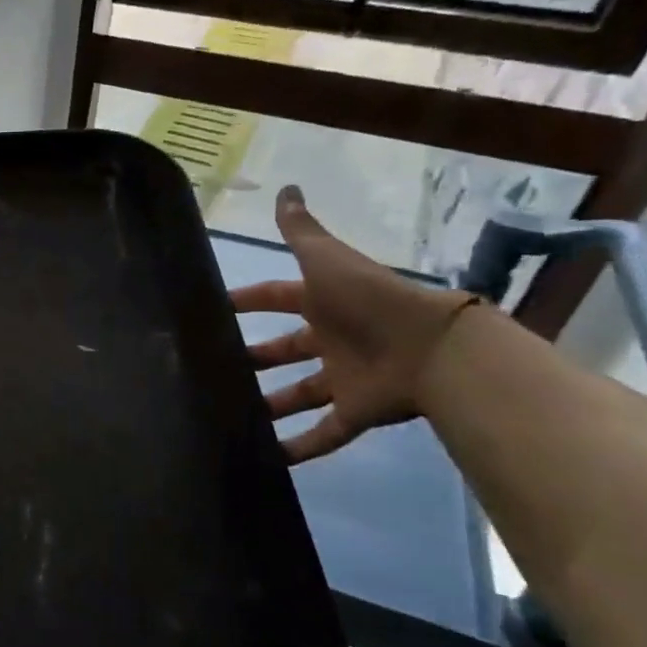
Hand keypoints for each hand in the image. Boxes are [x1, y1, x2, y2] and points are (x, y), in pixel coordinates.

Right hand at [230, 186, 478, 463]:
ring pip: (299, 394)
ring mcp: (344, 377)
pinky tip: (269, 459)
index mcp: (323, 303)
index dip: (247, 301)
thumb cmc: (368, 299)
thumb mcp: (327, 259)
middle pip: (285, 350)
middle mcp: (331, 339)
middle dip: (254, 358)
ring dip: (270, 406)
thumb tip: (287, 187)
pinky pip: (325, 433)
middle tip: (214, 367)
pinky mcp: (357, 412)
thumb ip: (302, 230)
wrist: (432, 347)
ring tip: (231, 415)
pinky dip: (300, 448)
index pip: (276, 298)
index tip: (214, 308)